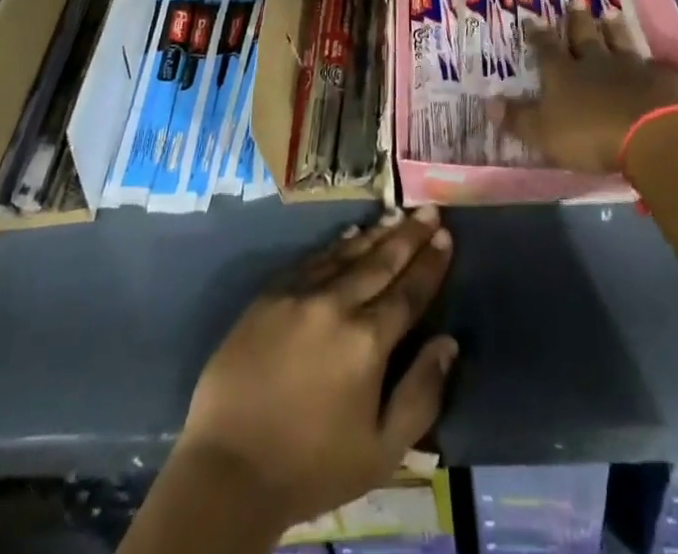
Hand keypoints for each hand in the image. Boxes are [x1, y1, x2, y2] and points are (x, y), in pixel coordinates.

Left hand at [176, 206, 458, 530]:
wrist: (229, 468)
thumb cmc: (312, 466)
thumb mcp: (381, 451)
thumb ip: (421, 394)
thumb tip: (448, 343)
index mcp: (368, 341)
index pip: (409, 291)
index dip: (430, 263)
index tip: (446, 236)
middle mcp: (337, 304)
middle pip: (381, 262)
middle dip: (409, 235)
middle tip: (429, 211)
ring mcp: (300, 294)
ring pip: (347, 254)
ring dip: (376, 233)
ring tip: (397, 214)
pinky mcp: (270, 294)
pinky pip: (312, 259)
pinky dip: (337, 245)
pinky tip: (350, 234)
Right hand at [491, 5, 677, 173]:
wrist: (654, 133)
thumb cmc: (592, 135)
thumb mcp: (544, 133)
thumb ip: (518, 119)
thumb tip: (488, 102)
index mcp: (564, 74)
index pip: (546, 49)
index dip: (538, 35)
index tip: (532, 18)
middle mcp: (596, 62)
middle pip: (584, 36)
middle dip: (577, 19)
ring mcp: (631, 67)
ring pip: (619, 41)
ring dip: (613, 29)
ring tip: (610, 14)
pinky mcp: (662, 79)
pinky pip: (653, 65)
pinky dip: (649, 61)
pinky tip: (652, 60)